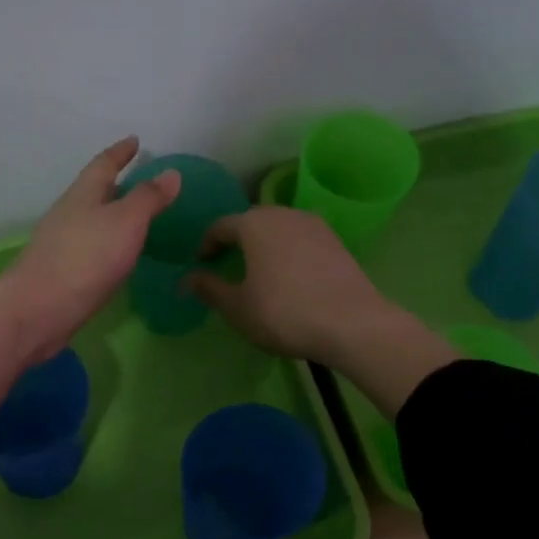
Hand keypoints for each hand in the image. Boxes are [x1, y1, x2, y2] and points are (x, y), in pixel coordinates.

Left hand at [0, 138, 178, 418]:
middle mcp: (69, 215)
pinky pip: (91, 249)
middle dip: (116, 184)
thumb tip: (171, 173)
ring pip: (91, 221)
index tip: (135, 141)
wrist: (39, 310)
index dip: (121, 152)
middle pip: (94, 192)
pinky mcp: (63, 274)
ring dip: (111, 216)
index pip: (104, 165)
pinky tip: (118, 257)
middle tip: (140, 180)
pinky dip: (107, 245)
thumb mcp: (125, 222)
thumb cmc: (85, 259)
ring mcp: (63, 246)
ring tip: (134, 219)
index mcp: (83, 196)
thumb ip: (148, 199)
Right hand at [187, 206, 455, 416]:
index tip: (200, 264)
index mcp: (254, 224)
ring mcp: (314, 225)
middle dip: (235, 241)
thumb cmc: (283, 313)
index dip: (206, 245)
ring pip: (278, 229)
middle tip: (225, 265)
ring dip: (263, 245)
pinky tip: (287, 277)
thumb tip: (187, 278)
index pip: (221, 226)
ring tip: (256, 271)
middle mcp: (284, 214)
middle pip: (251, 222)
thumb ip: (209, 288)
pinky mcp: (336, 242)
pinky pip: (300, 240)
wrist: (352, 324)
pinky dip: (286, 252)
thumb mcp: (237, 307)